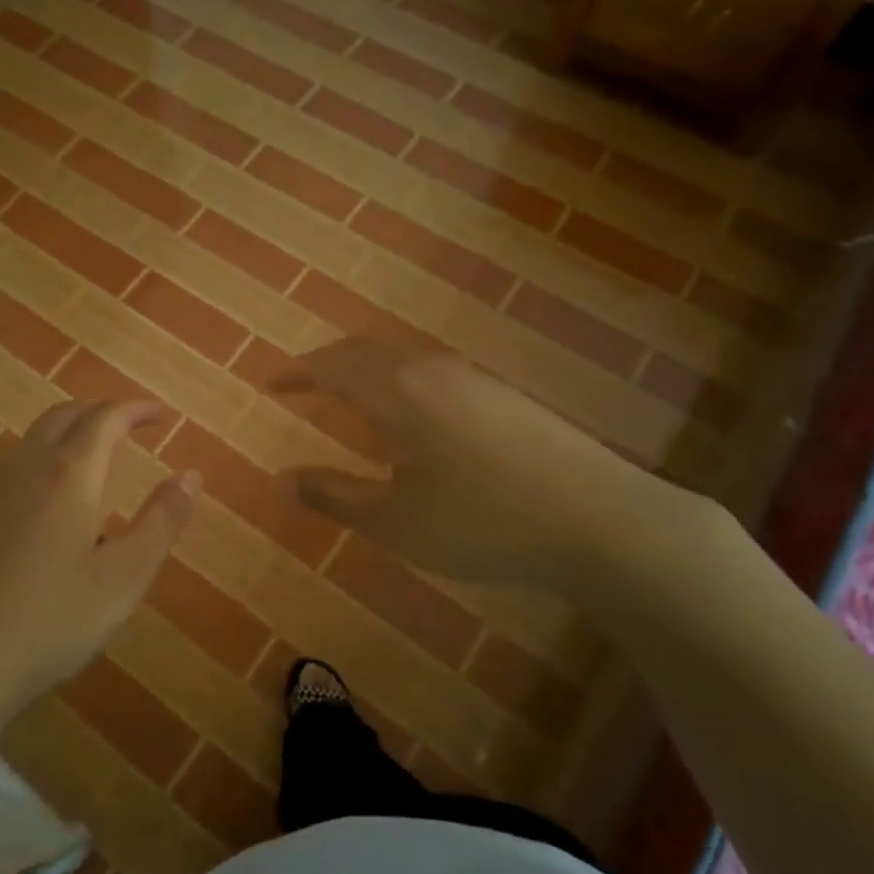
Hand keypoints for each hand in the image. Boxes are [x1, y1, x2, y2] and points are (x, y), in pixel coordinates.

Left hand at [0, 400, 198, 741]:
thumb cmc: (48, 624)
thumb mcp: (122, 579)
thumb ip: (161, 523)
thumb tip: (190, 476)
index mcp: (68, 476)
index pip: (106, 419)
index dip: (136, 410)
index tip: (159, 414)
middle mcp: (23, 469)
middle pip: (63, 417)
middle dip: (100, 412)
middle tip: (128, 426)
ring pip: (31, 441)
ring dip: (67, 435)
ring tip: (93, 462)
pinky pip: (9, 470)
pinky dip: (40, 463)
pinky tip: (45, 507)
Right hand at [276, 338, 702, 604]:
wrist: (601, 520)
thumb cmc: (482, 522)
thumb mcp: (395, 521)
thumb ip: (333, 496)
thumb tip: (279, 479)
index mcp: (398, 392)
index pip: (334, 367)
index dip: (298, 373)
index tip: (272, 382)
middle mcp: (433, 371)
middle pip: (368, 351)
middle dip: (329, 363)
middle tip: (303, 382)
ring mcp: (475, 380)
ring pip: (404, 359)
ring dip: (368, 369)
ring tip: (350, 394)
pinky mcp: (505, 396)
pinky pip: (433, 373)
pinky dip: (401, 381)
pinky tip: (413, 415)